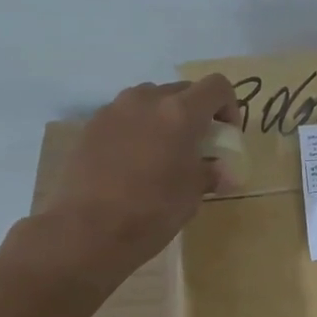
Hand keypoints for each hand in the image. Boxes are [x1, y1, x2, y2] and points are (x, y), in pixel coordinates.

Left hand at [25, 75, 238, 288]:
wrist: (88, 230)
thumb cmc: (152, 212)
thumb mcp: (193, 194)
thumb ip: (210, 172)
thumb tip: (220, 171)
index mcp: (180, 113)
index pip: (217, 86)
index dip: (228, 107)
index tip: (225, 135)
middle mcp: (147, 100)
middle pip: (183, 90)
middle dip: (196, 113)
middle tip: (195, 146)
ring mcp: (115, 109)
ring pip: (151, 99)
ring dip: (164, 117)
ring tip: (162, 152)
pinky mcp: (91, 125)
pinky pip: (124, 116)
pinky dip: (137, 129)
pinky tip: (132, 162)